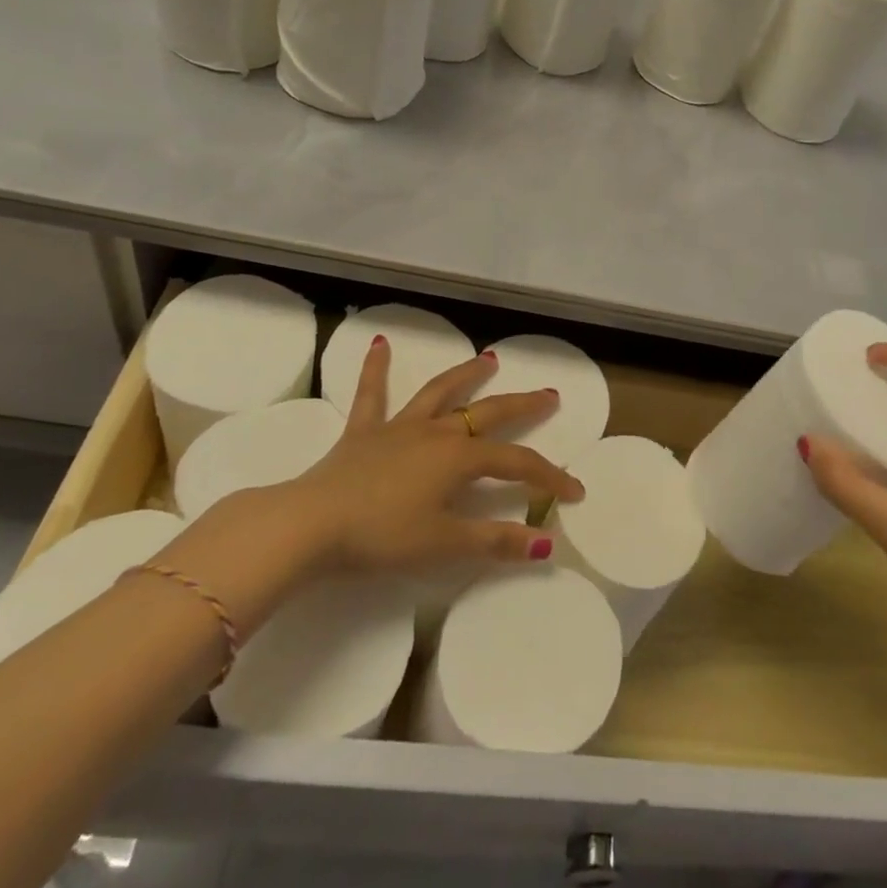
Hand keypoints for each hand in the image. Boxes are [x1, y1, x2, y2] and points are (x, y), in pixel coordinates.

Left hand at [293, 335, 583, 573]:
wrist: (311, 523)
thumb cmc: (381, 536)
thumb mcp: (443, 545)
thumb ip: (495, 542)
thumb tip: (545, 545)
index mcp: (459, 458)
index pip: (516, 463)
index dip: (549, 476)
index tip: (575, 491)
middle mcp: (436, 432)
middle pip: (489, 413)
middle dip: (523, 405)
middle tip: (550, 394)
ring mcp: (399, 427)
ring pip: (441, 393)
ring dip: (467, 375)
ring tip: (488, 359)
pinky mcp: (364, 431)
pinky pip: (372, 394)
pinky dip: (376, 369)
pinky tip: (379, 343)